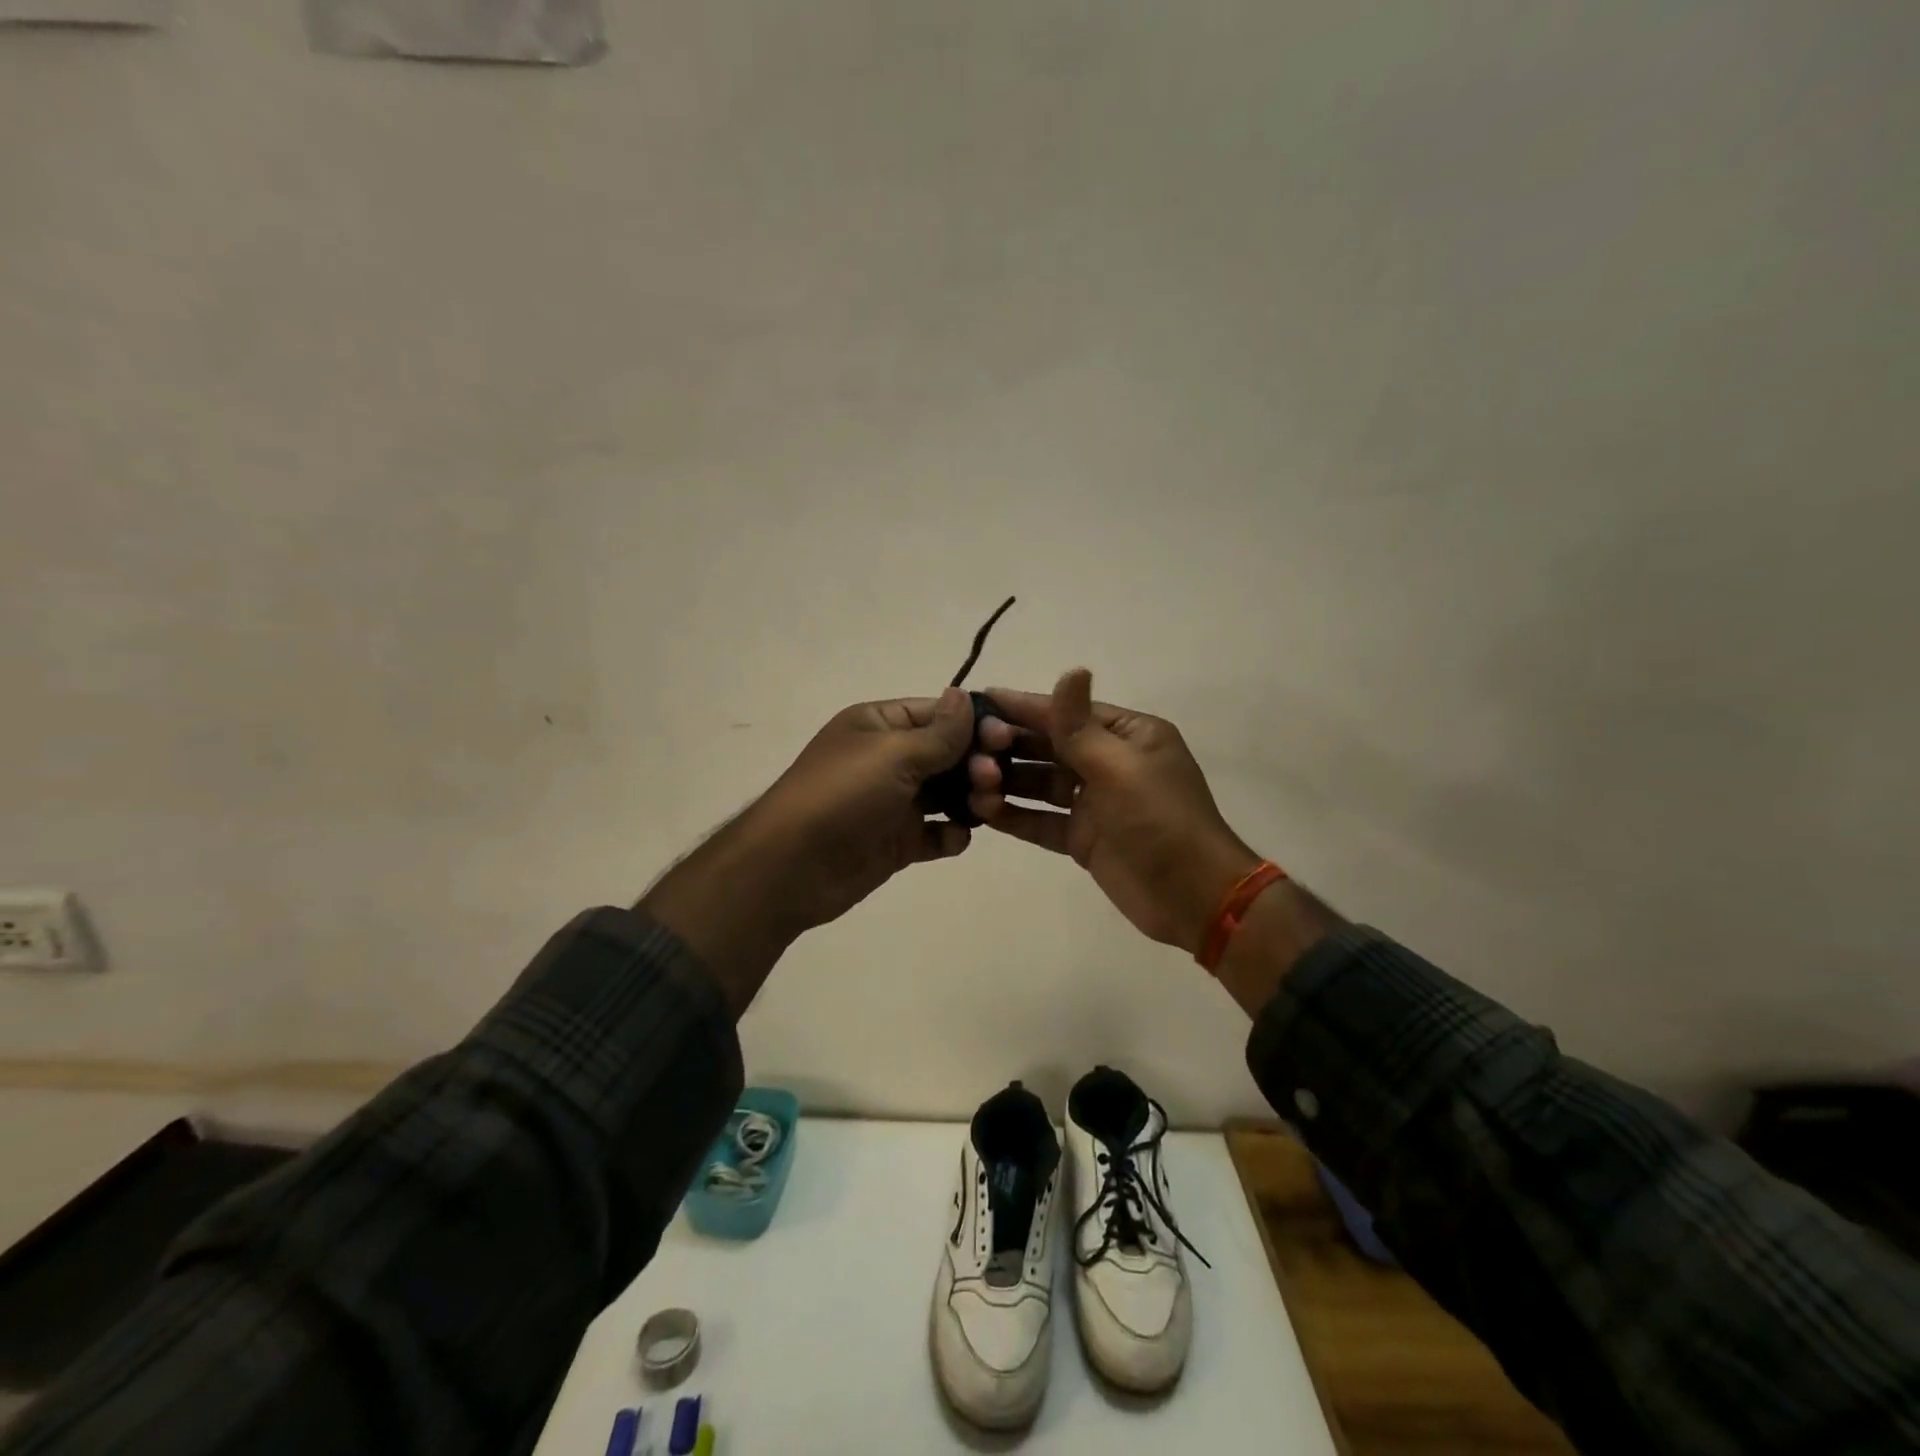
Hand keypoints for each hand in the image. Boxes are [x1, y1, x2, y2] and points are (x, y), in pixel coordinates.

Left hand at [641, 687, 974, 1012]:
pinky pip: (937, 833)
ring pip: (949, 794)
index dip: (975, 725)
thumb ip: (939, 732)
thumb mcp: (893, 754)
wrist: (791, 867)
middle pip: (950, 755)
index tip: (1006, 740)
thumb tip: (964, 695)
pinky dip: (951, 835)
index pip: (939, 714)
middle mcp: (890, 759)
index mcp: (881, 725)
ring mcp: (894, 802)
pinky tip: (953, 838)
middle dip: (977, 764)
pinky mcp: (898, 841)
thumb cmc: (842, 795)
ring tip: (982, 810)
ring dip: (972, 799)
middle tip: (992, 780)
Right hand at [967, 669, 1261, 953]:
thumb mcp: (1119, 768)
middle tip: (966, 748)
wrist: (1192, 897)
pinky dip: (1015, 816)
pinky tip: (983, 811)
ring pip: (1041, 784)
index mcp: (1128, 736)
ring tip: (970, 781)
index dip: (1024, 707)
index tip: (981, 699)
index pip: (1067, 713)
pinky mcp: (1083, 838)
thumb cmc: (1159, 821)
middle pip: (1049, 747)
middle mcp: (1109, 762)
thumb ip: (1081, 726)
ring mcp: (1095, 803)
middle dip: (1009, 747)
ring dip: (1007, 781)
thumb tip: (1072, 669)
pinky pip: (1042, 820)